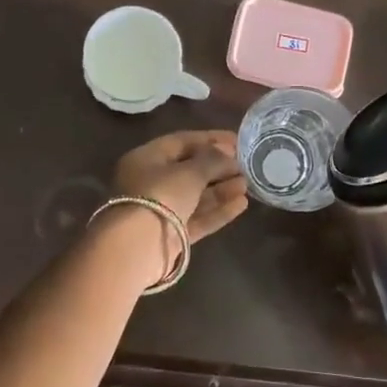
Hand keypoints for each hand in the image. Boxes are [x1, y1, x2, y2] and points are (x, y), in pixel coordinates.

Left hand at [112, 130, 248, 244]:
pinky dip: (218, 211)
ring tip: (247, 184)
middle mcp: (151, 182)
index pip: (181, 142)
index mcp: (147, 159)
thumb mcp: (190, 172)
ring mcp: (161, 211)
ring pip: (196, 196)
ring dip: (221, 189)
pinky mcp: (171, 235)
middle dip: (218, 167)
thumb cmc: (161, 196)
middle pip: (190, 170)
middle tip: (245, 165)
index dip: (211, 139)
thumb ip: (212, 160)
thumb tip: (227, 154)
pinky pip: (198, 218)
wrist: (139, 246)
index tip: (237, 141)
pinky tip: (241, 204)